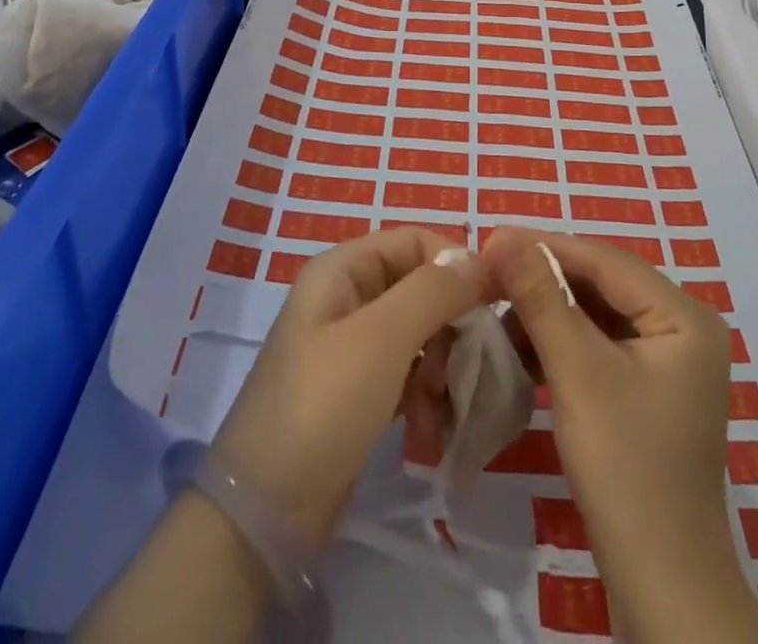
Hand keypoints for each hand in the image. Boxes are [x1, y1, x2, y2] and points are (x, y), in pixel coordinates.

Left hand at [210, 226, 487, 546]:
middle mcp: (347, 297)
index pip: (415, 241)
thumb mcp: (381, 339)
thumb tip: (480, 258)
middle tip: (461, 368)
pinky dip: (424, 398)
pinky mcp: (359, 392)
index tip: (492, 303)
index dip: (456, 264)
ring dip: (440, 369)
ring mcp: (351, 347)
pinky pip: (408, 374)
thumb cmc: (323, 406)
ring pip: (420, 334)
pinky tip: (429, 433)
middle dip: (448, 327)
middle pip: (421, 288)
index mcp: (342, 269)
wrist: (265, 516)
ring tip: (440, 410)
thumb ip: (434, 291)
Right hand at [482, 229, 757, 642]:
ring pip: (597, 313)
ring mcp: (669, 359)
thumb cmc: (625, 469)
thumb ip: (541, 297)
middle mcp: (683, 326)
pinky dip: (562, 343)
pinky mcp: (649, 388)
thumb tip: (502, 235)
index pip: (605, 260)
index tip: (490, 240)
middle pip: (602, 283)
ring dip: (549, 312)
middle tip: (488, 275)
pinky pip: (601, 344)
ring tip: (498, 312)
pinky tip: (523, 349)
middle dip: (545, 280)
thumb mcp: (577, 372)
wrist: (661, 587)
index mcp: (684, 315)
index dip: (546, 246)